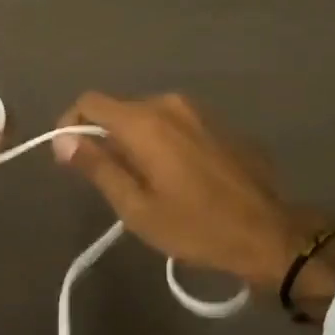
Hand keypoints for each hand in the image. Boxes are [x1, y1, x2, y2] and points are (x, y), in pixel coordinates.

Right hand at [53, 92, 334, 318]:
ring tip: (144, 182)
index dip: (71, 124)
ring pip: (148, 116)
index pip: (90, 102)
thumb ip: (98, 166)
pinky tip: (177, 176)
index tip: (70, 156)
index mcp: (145, 122)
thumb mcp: (137, 207)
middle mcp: (169, 103)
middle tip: (110, 182)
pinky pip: (175, 123)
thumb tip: (63, 139)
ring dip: (135, 140)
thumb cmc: (197, 226)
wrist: (271, 233)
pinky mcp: (218, 122)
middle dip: (106, 138)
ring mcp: (198, 110)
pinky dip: (163, 141)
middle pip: (119, 109)